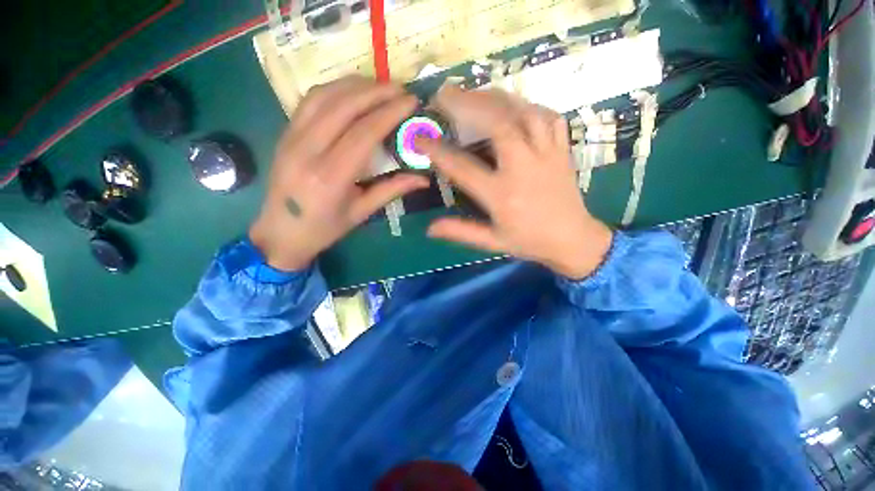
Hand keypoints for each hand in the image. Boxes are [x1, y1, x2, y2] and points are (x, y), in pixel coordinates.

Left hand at [249, 76, 430, 270]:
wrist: (281, 232)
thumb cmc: (325, 228)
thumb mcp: (362, 213)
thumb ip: (392, 190)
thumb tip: (424, 179)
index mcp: (330, 177)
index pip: (363, 133)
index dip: (389, 113)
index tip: (410, 102)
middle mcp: (307, 150)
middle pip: (344, 106)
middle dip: (376, 91)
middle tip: (401, 88)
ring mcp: (291, 137)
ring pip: (324, 96)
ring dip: (355, 85)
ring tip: (380, 86)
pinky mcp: (285, 132)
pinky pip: (310, 100)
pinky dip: (335, 89)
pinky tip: (352, 92)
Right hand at [417, 86, 612, 279]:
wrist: (573, 240)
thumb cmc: (529, 242)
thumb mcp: (492, 242)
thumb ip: (461, 232)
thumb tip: (430, 228)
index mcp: (502, 196)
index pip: (463, 168)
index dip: (438, 151)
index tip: (419, 138)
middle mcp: (523, 169)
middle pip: (498, 125)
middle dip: (468, 104)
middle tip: (445, 94)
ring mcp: (546, 155)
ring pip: (523, 113)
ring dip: (495, 98)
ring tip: (474, 93)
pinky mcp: (562, 149)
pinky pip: (548, 116)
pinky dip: (527, 105)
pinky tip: (513, 105)